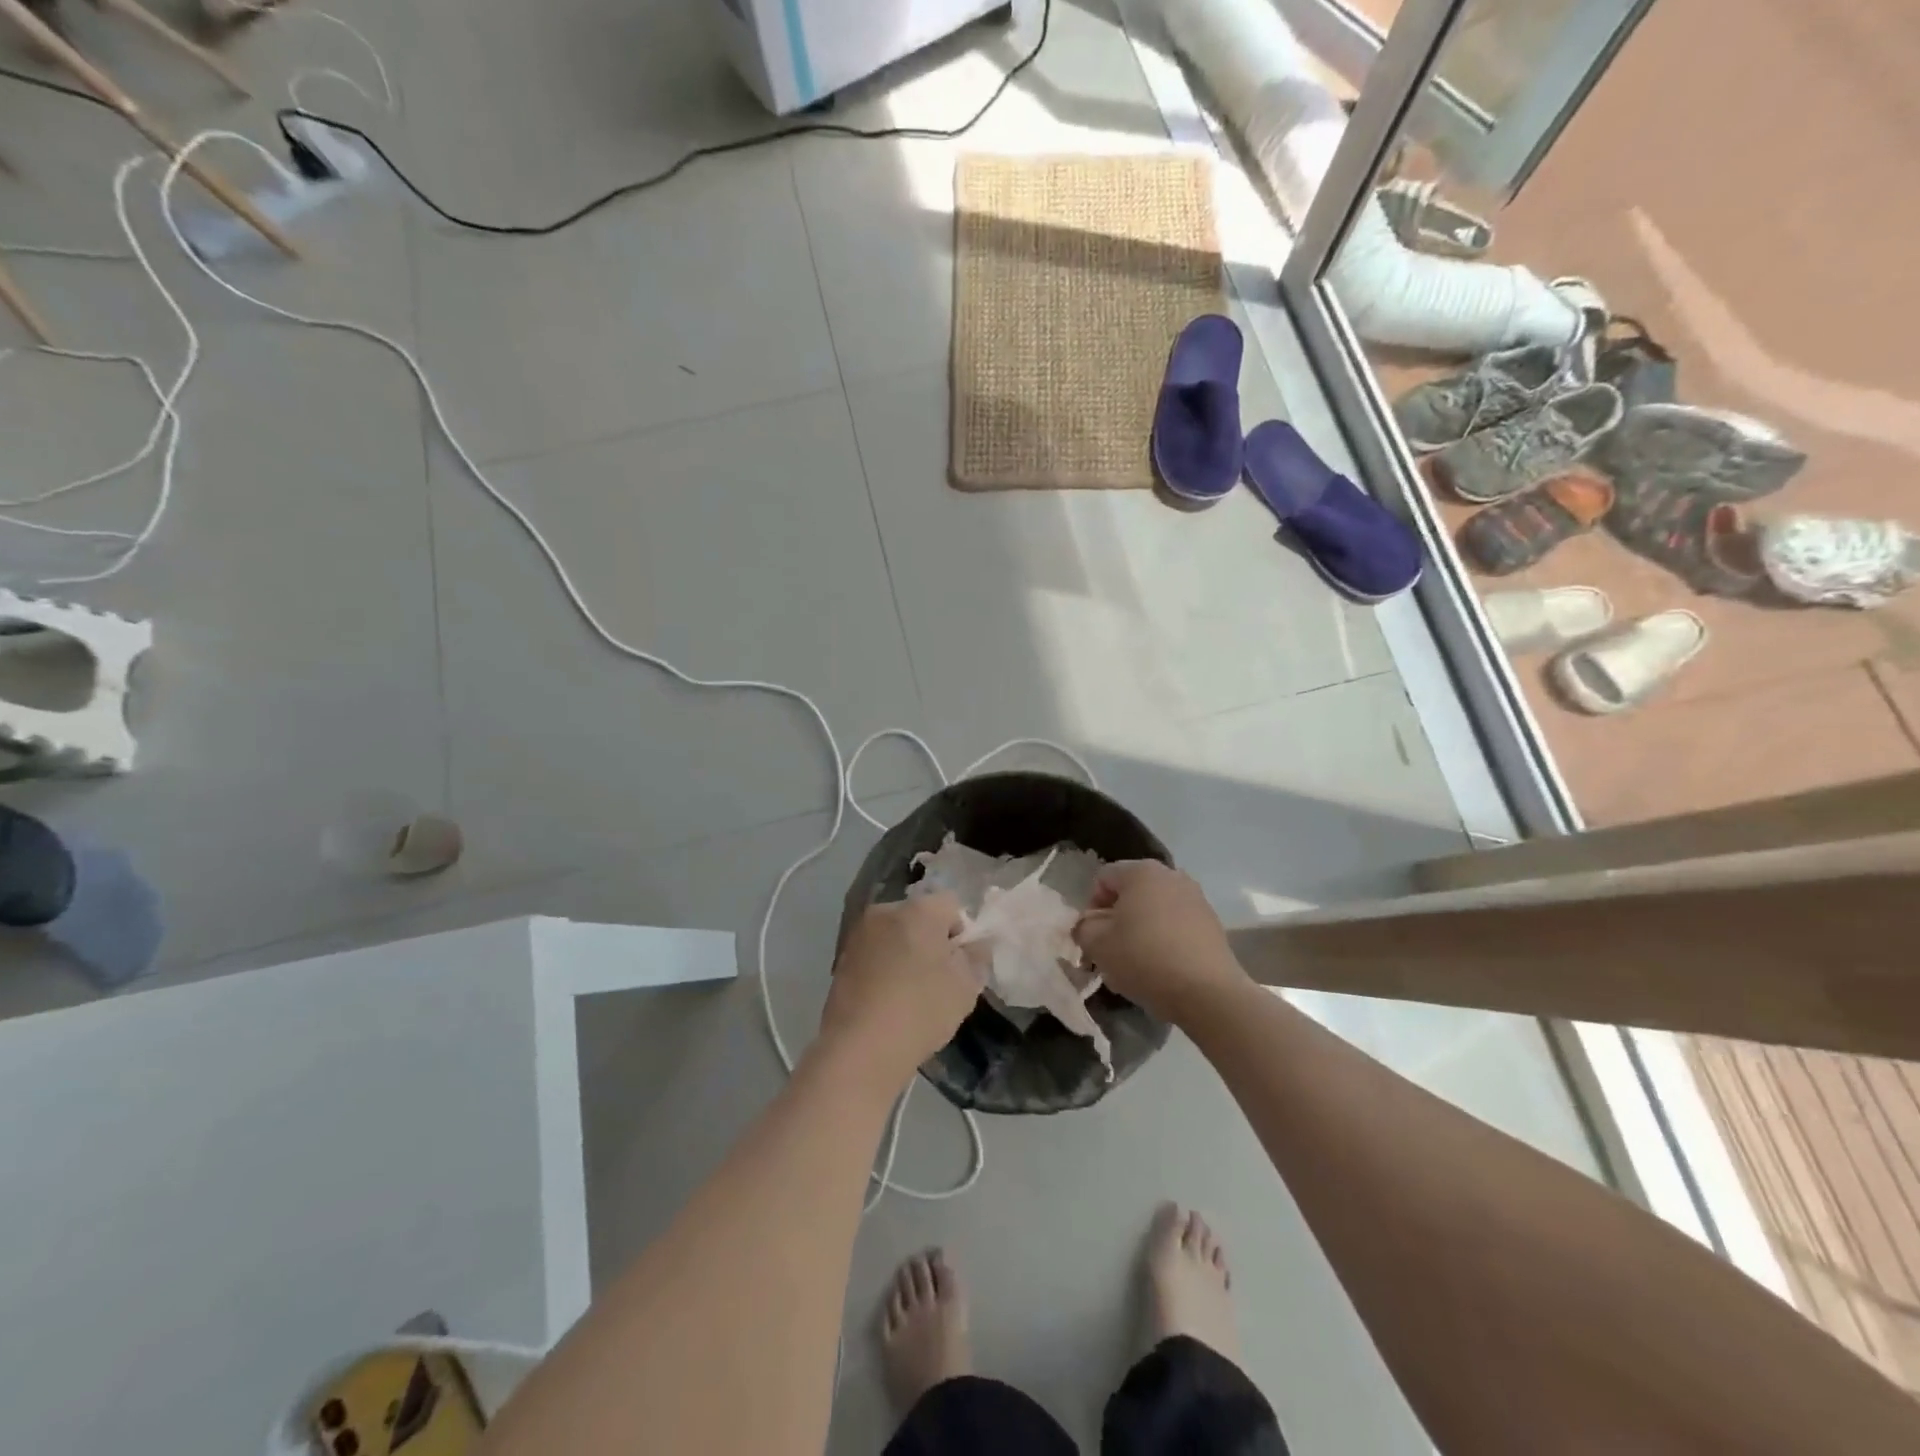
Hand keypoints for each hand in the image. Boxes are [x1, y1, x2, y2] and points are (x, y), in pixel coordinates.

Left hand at [819, 893, 981, 1087]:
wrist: (860, 1048)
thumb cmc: (921, 1009)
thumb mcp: (966, 986)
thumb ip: (976, 956)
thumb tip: (974, 944)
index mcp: (919, 909)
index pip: (951, 904)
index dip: (961, 932)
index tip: (960, 964)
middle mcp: (885, 911)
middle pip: (919, 917)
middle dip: (931, 940)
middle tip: (939, 978)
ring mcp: (859, 934)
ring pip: (894, 935)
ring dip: (905, 953)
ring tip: (910, 993)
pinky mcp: (841, 959)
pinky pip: (874, 954)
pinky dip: (883, 968)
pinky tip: (887, 1000)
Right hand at [1072, 861, 1244, 1023]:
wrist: (1207, 993)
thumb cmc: (1144, 959)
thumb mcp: (1097, 944)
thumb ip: (1083, 927)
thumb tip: (1090, 924)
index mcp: (1141, 871)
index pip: (1103, 878)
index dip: (1091, 906)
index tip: (1093, 936)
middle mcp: (1171, 875)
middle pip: (1131, 892)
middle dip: (1117, 918)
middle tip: (1111, 950)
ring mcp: (1196, 897)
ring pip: (1154, 909)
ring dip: (1140, 929)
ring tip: (1137, 962)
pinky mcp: (1212, 922)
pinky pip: (1176, 924)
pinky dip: (1164, 939)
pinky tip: (1162, 967)